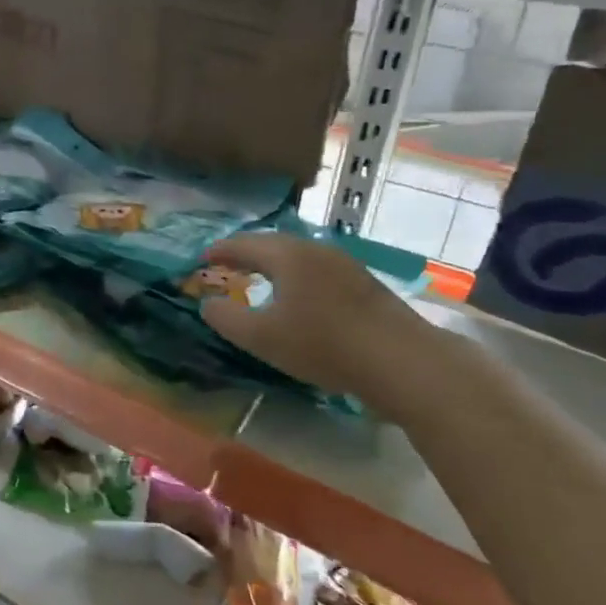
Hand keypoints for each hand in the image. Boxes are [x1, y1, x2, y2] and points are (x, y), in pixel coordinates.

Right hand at [198, 233, 419, 397]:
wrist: (403, 361)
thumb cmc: (323, 344)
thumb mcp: (262, 337)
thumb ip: (227, 319)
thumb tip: (208, 304)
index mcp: (287, 255)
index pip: (244, 244)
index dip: (220, 250)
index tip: (202, 257)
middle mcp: (315, 250)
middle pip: (272, 243)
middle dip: (247, 252)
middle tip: (228, 264)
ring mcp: (344, 264)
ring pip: (298, 255)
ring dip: (274, 263)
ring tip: (260, 277)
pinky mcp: (364, 283)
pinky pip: (318, 268)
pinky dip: (297, 275)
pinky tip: (299, 294)